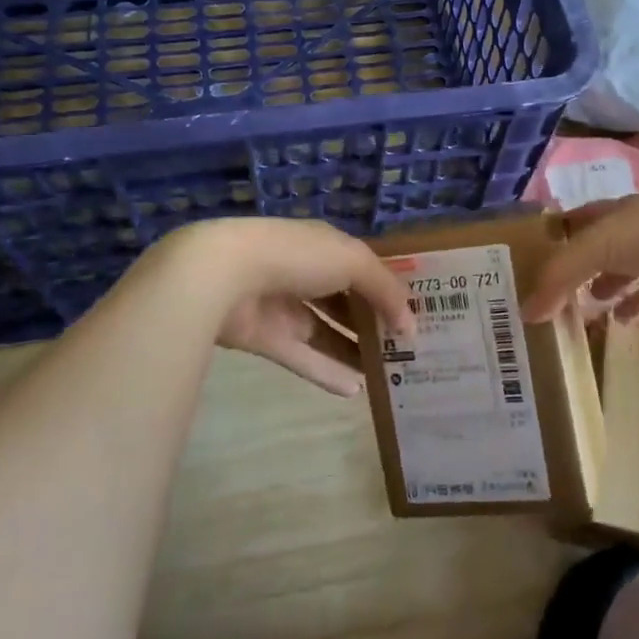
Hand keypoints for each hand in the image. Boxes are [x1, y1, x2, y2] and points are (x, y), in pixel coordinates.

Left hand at [156, 218, 412, 396]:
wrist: (224, 275)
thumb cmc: (297, 257)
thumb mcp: (353, 262)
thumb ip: (385, 290)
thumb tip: (410, 324)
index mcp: (325, 247)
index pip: (363, 268)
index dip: (388, 290)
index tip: (415, 317)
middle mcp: (305, 273)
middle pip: (345, 301)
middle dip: (373, 322)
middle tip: (406, 351)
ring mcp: (283, 306)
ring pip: (325, 332)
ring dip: (354, 350)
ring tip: (387, 374)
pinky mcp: (265, 338)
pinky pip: (303, 357)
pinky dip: (327, 372)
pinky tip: (356, 391)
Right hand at [523, 181, 638, 358]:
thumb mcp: (597, 246)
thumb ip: (560, 277)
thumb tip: (525, 312)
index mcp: (627, 215)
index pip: (591, 220)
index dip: (570, 232)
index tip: (548, 249)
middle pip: (620, 257)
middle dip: (600, 274)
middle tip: (574, 299)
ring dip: (631, 302)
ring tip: (610, 320)